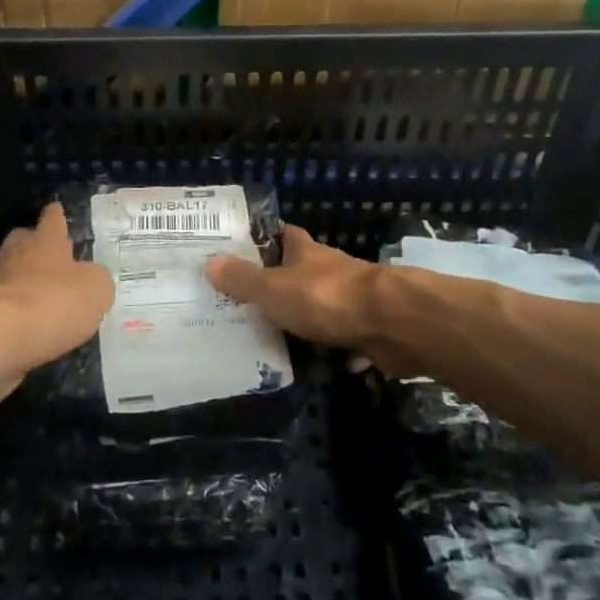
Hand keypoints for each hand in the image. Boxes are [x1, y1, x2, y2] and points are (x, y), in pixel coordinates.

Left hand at [0, 202, 112, 402]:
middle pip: (25, 240)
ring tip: (42, 300)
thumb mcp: (96, 288)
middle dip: (36, 247)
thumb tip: (89, 278)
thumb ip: (95, 278)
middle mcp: (17, 251)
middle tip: (51, 259)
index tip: (56, 209)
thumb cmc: (55, 300)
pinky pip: (2, 303)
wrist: (0, 335)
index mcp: (46, 239)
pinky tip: (27, 327)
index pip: (53, 218)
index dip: (57, 215)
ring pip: (11, 272)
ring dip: (24, 281)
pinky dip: (13, 311)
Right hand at [208, 225, 386, 355]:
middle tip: (250, 303)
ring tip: (274, 337)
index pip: (285, 235)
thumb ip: (243, 280)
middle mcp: (329, 268)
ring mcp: (351, 297)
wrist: (390, 323)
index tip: (244, 252)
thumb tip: (209, 262)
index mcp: (305, 251)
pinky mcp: (367, 327)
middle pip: (302, 270)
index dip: (266, 241)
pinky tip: (315, 364)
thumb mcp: (274, 289)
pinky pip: (342, 335)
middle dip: (282, 284)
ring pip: (321, 303)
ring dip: (306, 316)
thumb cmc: (325, 297)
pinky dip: (331, 346)